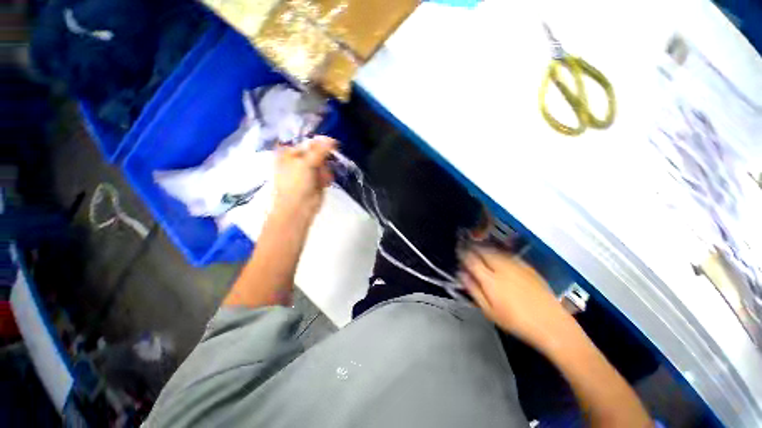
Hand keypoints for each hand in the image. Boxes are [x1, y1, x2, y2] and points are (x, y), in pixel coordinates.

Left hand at [273, 136, 336, 217]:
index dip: (320, 144)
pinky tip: (324, 183)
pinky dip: (326, 177)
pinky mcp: (316, 181)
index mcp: (289, 154)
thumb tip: (332, 140)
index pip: (308, 143)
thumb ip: (319, 150)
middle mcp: (298, 161)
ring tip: (321, 178)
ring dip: (325, 170)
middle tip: (322, 165)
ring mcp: (308, 172)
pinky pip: (325, 174)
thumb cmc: (296, 183)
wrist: (298, 207)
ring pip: (323, 164)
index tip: (333, 144)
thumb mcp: (305, 162)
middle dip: (323, 160)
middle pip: (317, 153)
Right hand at [459, 246, 573, 351]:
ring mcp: (516, 265)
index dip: (463, 253)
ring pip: (495, 250)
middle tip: (466, 246)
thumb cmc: (515, 321)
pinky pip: (507, 254)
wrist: (551, 324)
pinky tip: (496, 254)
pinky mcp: (527, 266)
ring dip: (484, 247)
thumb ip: (473, 290)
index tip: (458, 250)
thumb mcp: (489, 311)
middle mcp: (502, 268)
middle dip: (473, 247)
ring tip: (478, 247)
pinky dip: (498, 251)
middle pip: (483, 251)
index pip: (471, 260)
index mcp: (490, 280)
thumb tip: (461, 274)